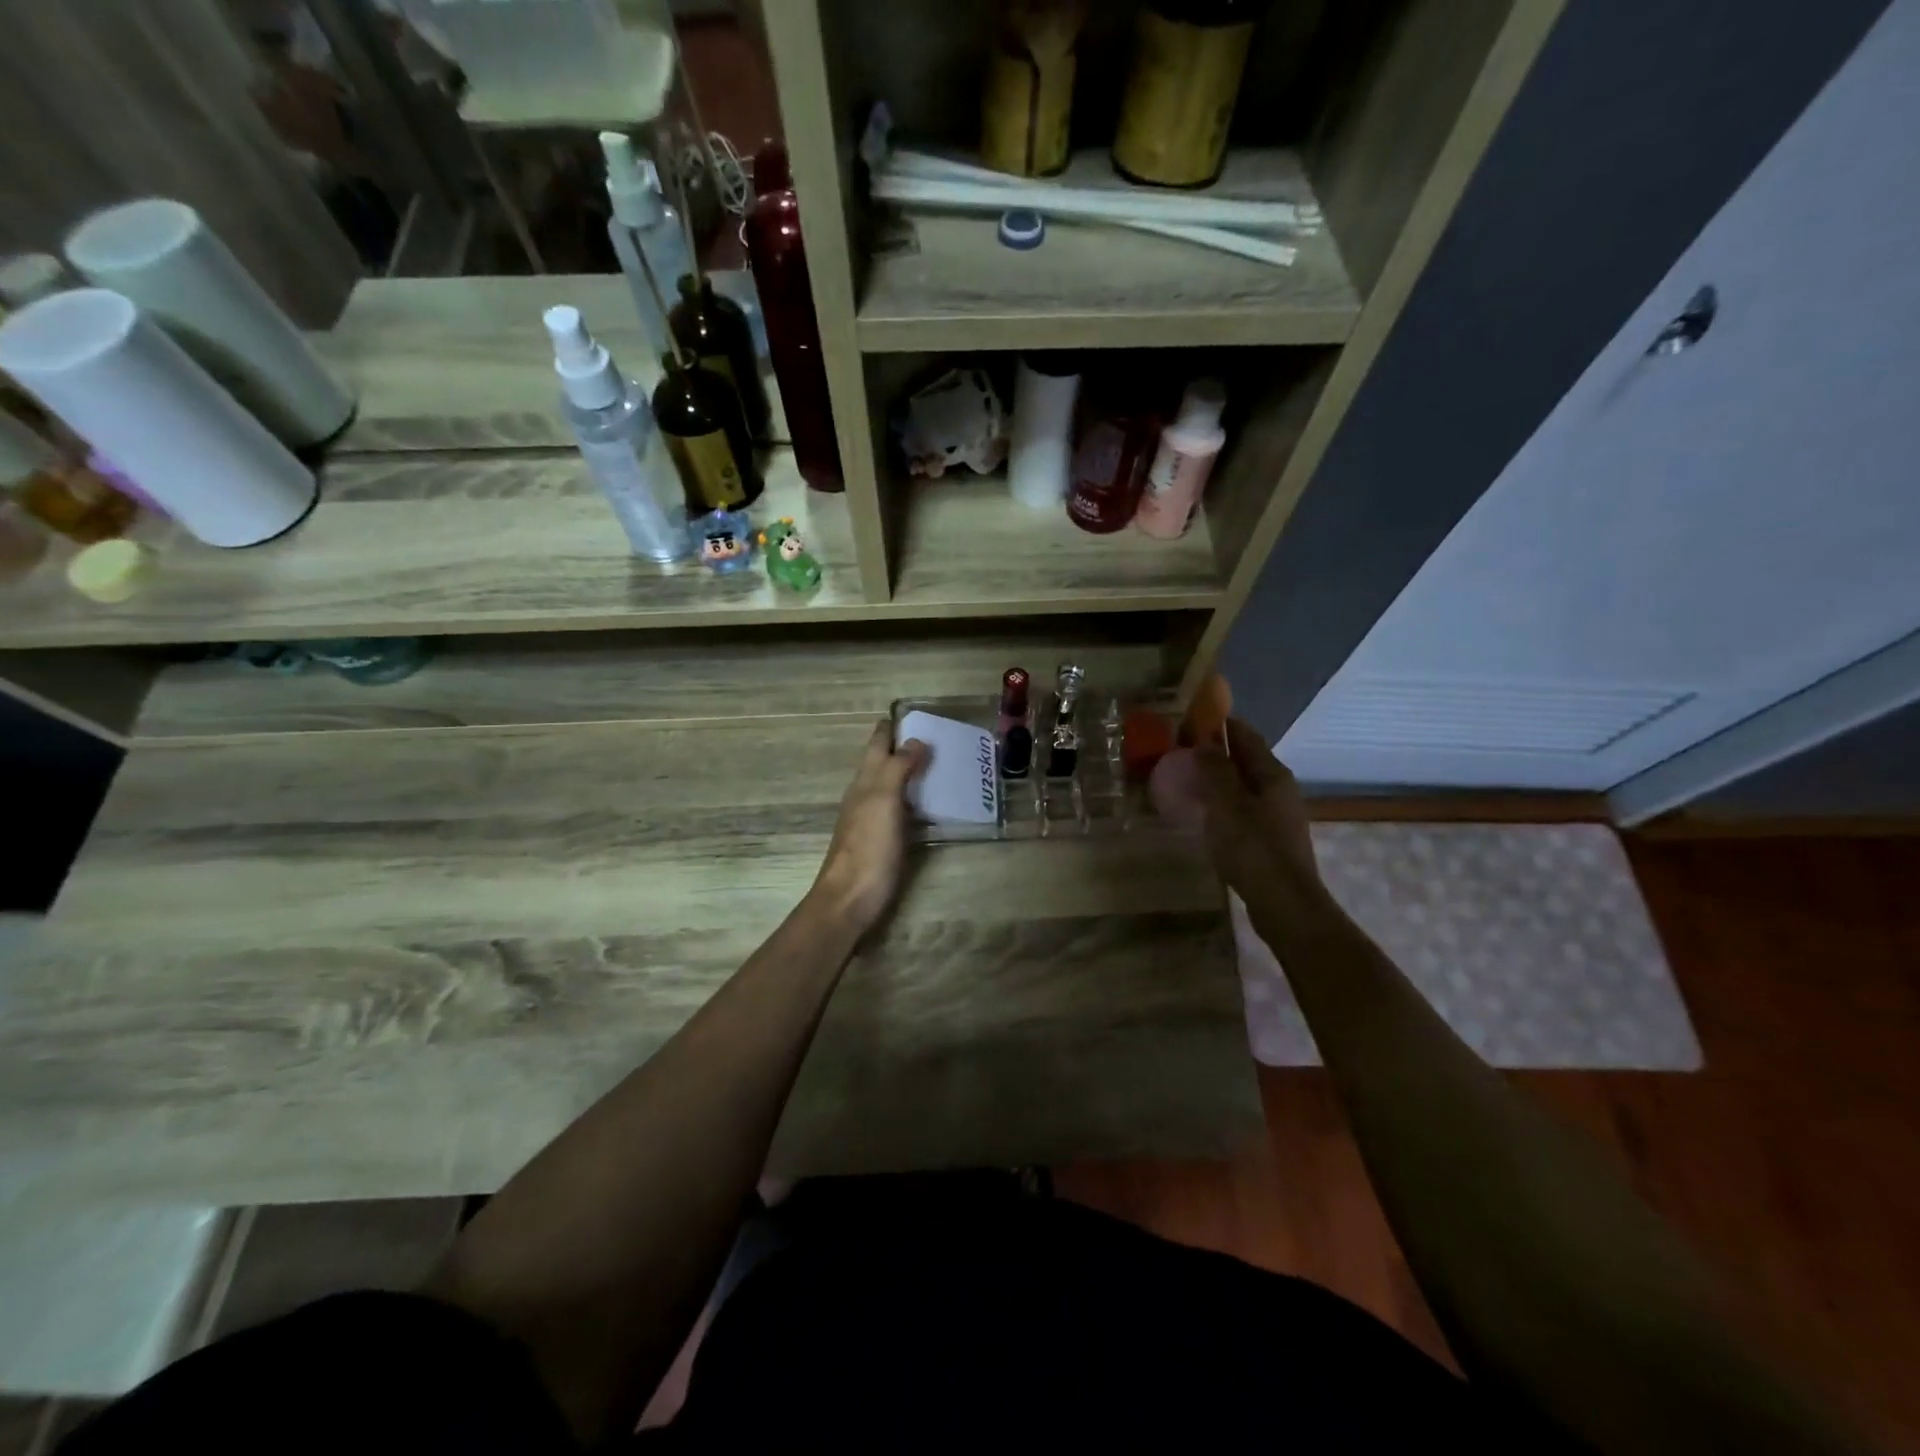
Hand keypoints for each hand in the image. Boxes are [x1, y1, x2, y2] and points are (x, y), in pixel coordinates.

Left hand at [811, 721, 928, 933]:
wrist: (850, 899)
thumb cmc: (868, 848)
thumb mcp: (884, 801)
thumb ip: (898, 768)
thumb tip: (916, 740)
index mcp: (865, 781)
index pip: (877, 743)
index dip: (892, 727)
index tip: (916, 712)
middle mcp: (865, 795)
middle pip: (883, 762)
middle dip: (905, 746)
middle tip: (939, 736)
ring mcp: (872, 819)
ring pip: (891, 785)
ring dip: (911, 772)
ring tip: (942, 764)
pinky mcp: (882, 840)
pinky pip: (901, 809)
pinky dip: (915, 798)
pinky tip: (932, 804)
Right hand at [1195, 718, 1326, 910]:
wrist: (1284, 903)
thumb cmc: (1253, 847)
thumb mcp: (1226, 804)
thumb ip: (1215, 770)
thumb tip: (1205, 741)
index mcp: (1272, 774)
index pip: (1246, 735)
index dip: (1220, 724)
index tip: (1191, 719)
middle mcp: (1280, 790)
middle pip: (1247, 761)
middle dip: (1217, 753)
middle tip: (1182, 752)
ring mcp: (1279, 816)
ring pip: (1245, 787)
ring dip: (1220, 781)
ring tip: (1188, 782)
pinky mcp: (1272, 841)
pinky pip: (1244, 811)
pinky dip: (1224, 805)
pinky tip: (1206, 816)